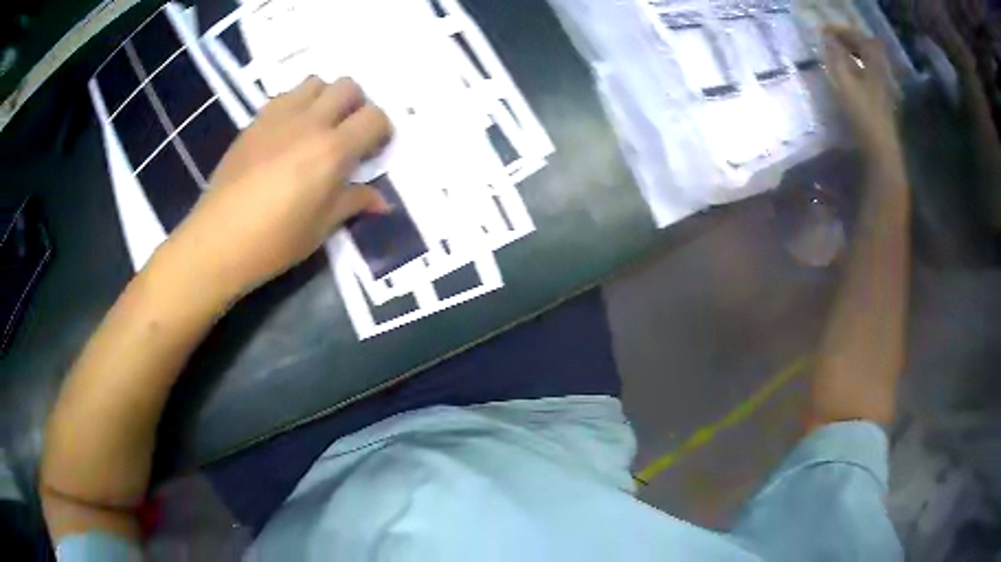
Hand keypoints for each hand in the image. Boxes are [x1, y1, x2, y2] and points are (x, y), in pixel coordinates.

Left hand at [162, 76, 390, 297]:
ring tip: (317, 126)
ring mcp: (278, 117)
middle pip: (347, 86)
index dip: (381, 131)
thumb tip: (382, 201)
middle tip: (347, 132)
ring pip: (315, 82)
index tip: (373, 150)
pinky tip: (287, 133)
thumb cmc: (274, 241)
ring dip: (325, 98)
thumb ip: (353, 203)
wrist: (218, 239)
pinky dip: (296, 104)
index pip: (374, 117)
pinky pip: (284, 96)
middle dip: (356, 104)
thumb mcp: (321, 228)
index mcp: (332, 150)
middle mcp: (309, 122)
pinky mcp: (255, 122)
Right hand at [824, 27, 900, 160]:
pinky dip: (857, 71)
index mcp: (875, 66)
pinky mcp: (881, 105)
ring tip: (837, 56)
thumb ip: (835, 57)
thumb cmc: (864, 116)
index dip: (844, 31)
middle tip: (831, 40)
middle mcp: (882, 75)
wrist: (882, 153)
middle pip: (868, 50)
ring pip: (868, 65)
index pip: (861, 38)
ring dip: (853, 57)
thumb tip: (826, 37)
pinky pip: (868, 78)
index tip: (826, 30)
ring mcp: (884, 91)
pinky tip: (847, 77)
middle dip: (849, 42)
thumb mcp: (845, 82)